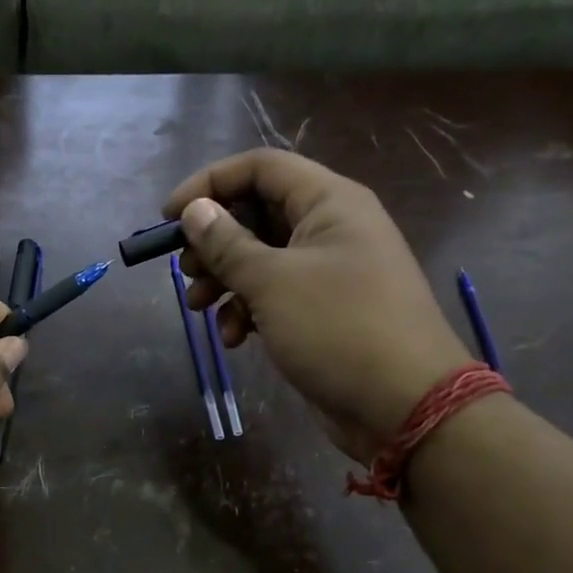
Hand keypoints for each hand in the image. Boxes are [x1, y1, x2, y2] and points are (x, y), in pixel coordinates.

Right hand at [165, 149, 471, 461]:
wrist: (403, 404)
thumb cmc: (338, 329)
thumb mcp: (272, 283)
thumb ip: (227, 244)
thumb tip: (194, 211)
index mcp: (329, 202)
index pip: (260, 168)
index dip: (210, 183)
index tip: (169, 217)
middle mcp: (331, 227)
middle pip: (257, 214)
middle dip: (214, 242)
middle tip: (185, 271)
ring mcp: (330, 271)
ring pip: (262, 258)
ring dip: (224, 281)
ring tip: (198, 308)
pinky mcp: (324, 310)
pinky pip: (276, 295)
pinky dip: (248, 310)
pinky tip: (235, 338)